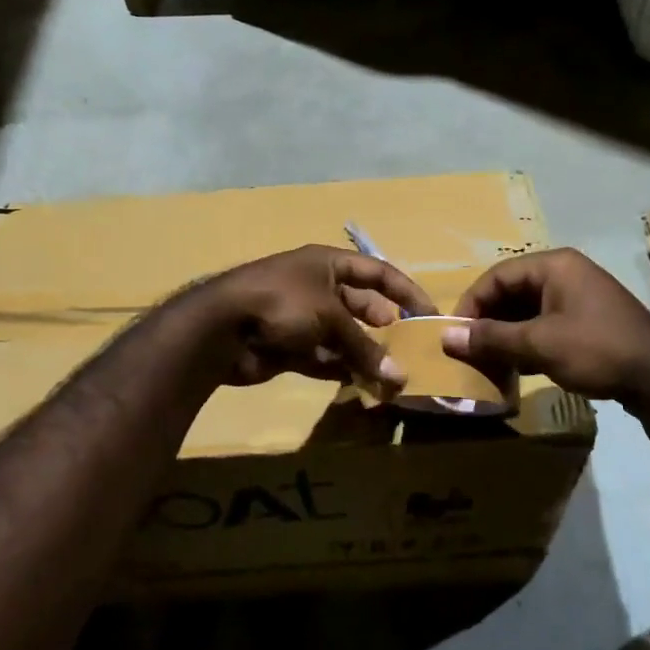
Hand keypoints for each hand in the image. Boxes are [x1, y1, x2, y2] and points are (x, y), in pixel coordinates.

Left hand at [194, 245, 436, 390]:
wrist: (221, 329)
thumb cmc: (282, 303)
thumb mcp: (330, 317)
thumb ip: (364, 346)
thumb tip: (398, 376)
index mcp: (327, 264)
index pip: (377, 271)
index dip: (405, 290)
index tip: (428, 313)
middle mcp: (317, 287)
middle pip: (361, 306)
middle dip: (384, 327)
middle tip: (406, 350)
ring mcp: (302, 318)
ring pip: (344, 336)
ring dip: (365, 354)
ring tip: (391, 375)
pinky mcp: (290, 346)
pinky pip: (325, 357)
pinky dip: (342, 369)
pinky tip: (363, 385)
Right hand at [442, 248, 649, 408]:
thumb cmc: (596, 350)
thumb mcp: (539, 344)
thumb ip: (491, 339)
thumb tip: (446, 337)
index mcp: (555, 266)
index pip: (497, 276)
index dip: (471, 304)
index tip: (455, 335)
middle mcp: (566, 274)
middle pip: (512, 292)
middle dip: (488, 322)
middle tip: (469, 351)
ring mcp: (580, 298)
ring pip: (528, 311)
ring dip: (506, 336)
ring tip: (489, 363)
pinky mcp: (589, 322)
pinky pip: (546, 325)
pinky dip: (528, 343)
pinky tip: (517, 368)